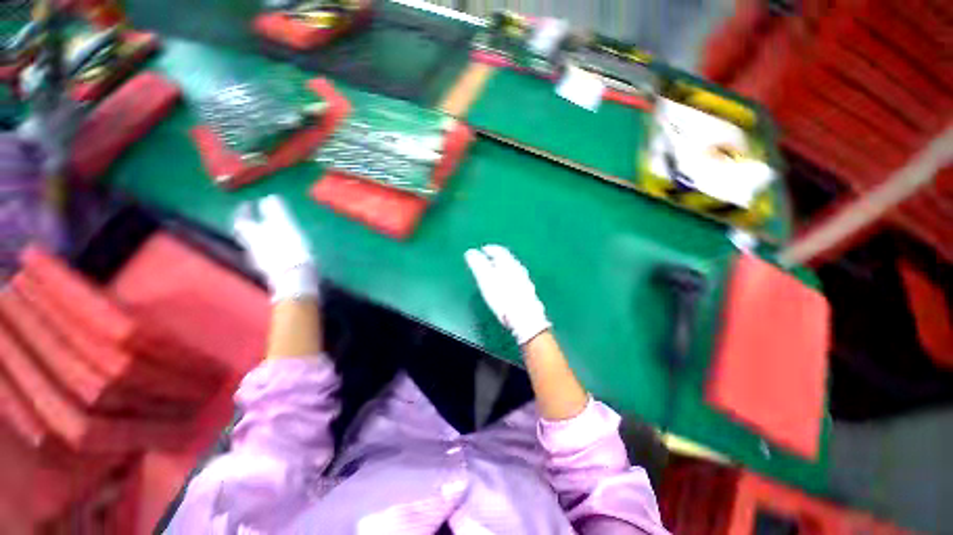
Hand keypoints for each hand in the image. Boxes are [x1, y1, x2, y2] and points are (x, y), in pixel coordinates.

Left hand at [234, 195, 317, 301]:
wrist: (296, 280)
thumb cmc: (291, 251)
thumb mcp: (285, 227)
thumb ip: (275, 212)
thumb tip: (268, 198)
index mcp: (254, 235)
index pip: (242, 220)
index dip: (243, 211)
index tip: (247, 203)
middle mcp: (253, 247)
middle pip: (245, 234)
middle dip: (249, 225)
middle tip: (255, 217)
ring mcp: (262, 261)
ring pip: (255, 245)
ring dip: (260, 237)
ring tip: (270, 232)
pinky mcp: (273, 272)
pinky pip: (267, 256)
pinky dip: (270, 249)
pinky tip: (279, 249)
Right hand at [464, 245, 550, 345]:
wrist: (524, 316)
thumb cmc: (503, 297)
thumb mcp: (486, 279)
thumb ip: (478, 265)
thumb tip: (470, 252)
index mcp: (508, 264)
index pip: (499, 251)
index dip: (490, 249)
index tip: (483, 249)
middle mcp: (518, 269)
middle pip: (507, 259)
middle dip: (497, 258)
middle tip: (488, 259)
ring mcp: (524, 280)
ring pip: (513, 269)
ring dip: (503, 268)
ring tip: (496, 271)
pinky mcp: (527, 291)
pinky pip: (517, 279)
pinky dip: (509, 277)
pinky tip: (507, 285)